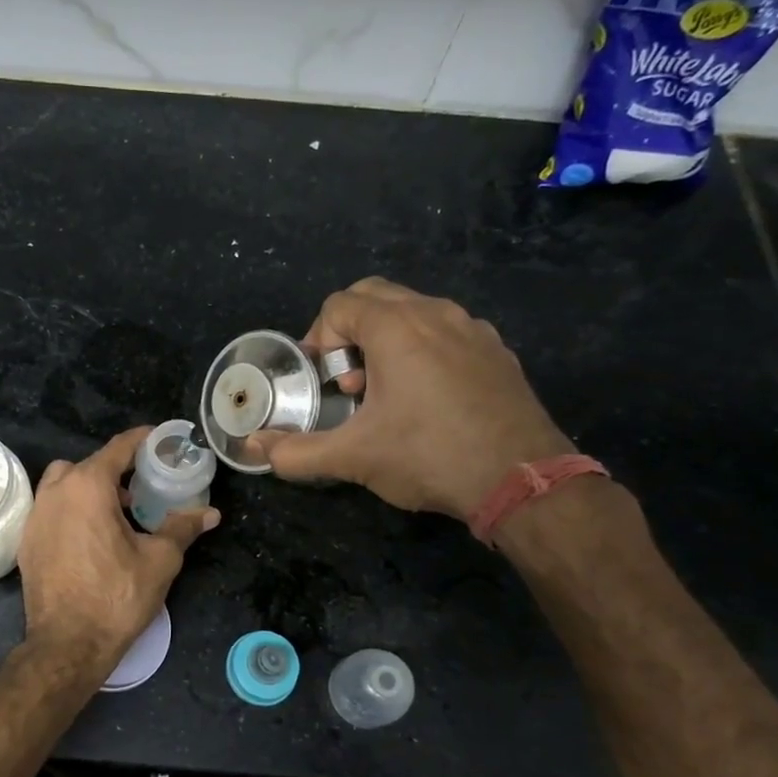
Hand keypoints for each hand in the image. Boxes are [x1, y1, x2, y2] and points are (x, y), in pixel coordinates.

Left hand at [18, 427, 219, 674]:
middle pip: (88, 464)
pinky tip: (91, 536)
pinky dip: (71, 509)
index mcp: (88, 486)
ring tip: (115, 512)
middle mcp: (56, 492)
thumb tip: (210, 513)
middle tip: (141, 486)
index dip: (142, 440)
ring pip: (63, 483)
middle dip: (115, 469)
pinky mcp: (27, 540)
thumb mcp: (160, 560)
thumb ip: (182, 528)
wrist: (67, 644)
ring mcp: (36, 516)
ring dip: (88, 487)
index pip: (119, 448)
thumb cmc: (117, 597)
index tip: (160, 439)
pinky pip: (51, 508)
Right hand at [252, 277, 573, 520]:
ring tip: (387, 392)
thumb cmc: (429, 456)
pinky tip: (429, 400)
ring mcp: (473, 329)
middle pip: (375, 295)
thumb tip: (254, 449)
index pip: (339, 304)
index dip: (319, 339)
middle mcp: (436, 313)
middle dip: (349, 331)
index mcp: (397, 327)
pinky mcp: (497, 351)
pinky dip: (424, 349)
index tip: (326, 382)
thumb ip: (296, 452)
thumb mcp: (353, 457)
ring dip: (386, 339)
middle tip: (350, 380)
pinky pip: (446, 331)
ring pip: (414, 310)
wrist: (523, 481)